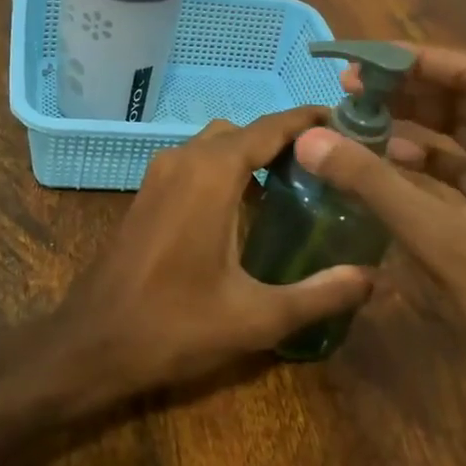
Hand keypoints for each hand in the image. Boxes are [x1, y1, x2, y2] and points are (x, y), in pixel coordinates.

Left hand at [60, 106, 373, 395]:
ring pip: (216, 145)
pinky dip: (226, 170)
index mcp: (212, 174)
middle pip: (245, 132)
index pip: (272, 128)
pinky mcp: (147, 194)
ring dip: (252, 156)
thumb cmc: (174, 325)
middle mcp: (184, 159)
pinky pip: (195, 164)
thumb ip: (320, 294)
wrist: (91, 343)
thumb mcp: (257, 317)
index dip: (311, 122)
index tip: (350, 124)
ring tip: (295, 188)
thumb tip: (374, 279)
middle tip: (327, 168)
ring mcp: (159, 174)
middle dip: (285, 141)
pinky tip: (248, 211)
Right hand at [294, 45, 465, 400]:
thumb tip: (309, 138)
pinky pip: (461, 169)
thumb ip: (372, 183)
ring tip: (357, 117)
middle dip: (407, 91)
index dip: (414, 61)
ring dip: (412, 125)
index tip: (361, 60)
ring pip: (461, 134)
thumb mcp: (440, 236)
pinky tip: (383, 161)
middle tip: (349, 87)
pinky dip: (423, 163)